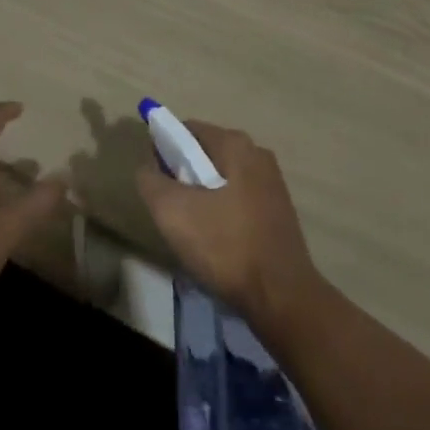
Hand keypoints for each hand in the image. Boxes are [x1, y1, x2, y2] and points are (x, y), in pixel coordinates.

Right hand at [135, 120, 323, 326]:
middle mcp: (258, 154)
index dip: (164, 148)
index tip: (155, 180)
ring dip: (203, 197)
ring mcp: (272, 183)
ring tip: (192, 231)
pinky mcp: (279, 212)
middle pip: (206, 154)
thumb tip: (147, 167)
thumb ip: (151, 182)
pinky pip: (239, 200)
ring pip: (222, 179)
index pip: (188, 130)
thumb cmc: (226, 246)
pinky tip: (217, 243)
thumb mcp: (173, 212)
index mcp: (235, 144)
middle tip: (170, 209)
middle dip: (184, 176)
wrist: (282, 298)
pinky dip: (223, 213)